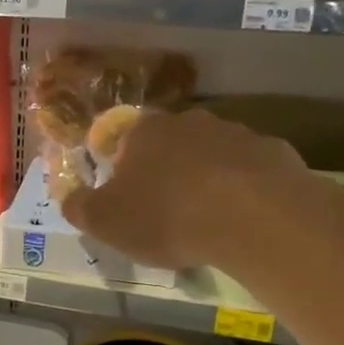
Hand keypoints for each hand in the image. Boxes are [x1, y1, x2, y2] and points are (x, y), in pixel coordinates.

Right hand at [61, 109, 308, 269]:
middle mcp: (188, 122)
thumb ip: (79, 207)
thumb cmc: (166, 217)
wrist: (253, 217)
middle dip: (166, 172)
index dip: (122, 171)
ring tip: (208, 219)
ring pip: (212, 155)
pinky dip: (244, 189)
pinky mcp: (275, 152)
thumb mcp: (105, 222)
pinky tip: (243, 218)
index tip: (128, 201)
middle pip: (170, 145)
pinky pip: (250, 171)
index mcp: (143, 133)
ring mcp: (236, 133)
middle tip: (166, 211)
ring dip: (206, 178)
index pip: (123, 142)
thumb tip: (68, 197)